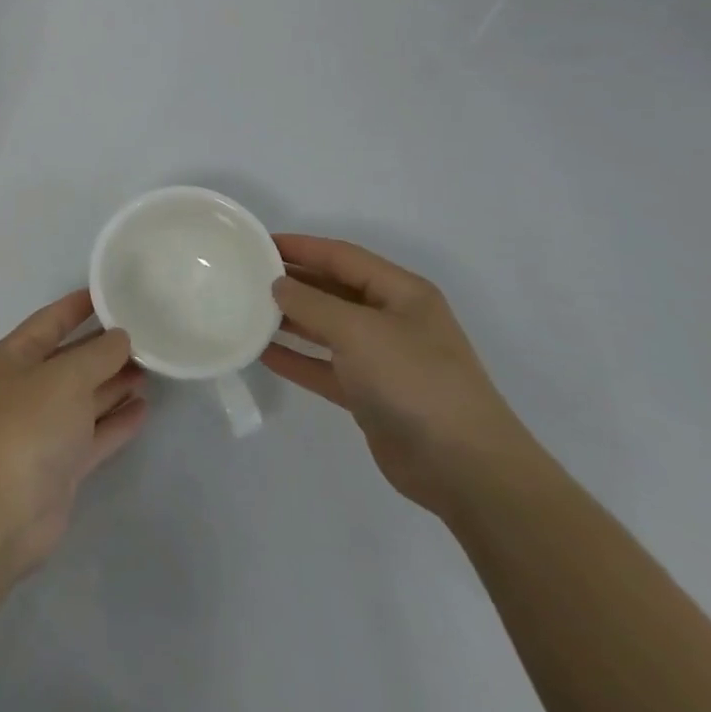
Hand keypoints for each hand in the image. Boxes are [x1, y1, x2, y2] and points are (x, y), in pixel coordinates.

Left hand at [0, 291, 148, 581]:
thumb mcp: (65, 377)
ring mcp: (45, 428)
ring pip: (86, 396)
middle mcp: (28, 388)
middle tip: (148, 334)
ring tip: (153, 367)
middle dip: (106, 348)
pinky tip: (144, 408)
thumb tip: (121, 337)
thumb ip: (97, 354)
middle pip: (72, 359)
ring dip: (115, 382)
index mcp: (15, 357)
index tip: (114, 293)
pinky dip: (117, 420)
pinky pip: (94, 432)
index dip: (79, 305)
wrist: (0, 513)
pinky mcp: (62, 464)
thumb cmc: (27, 427)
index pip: (51, 320)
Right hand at [260, 235, 537, 517]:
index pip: (342, 257)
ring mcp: (382, 359)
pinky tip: (263, 353)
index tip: (259, 242)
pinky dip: (297, 359)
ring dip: (290, 320)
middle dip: (293, 281)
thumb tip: (278, 285)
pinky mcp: (370, 395)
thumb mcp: (358, 331)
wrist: (464, 468)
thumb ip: (311, 304)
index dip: (301, 247)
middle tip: (246, 275)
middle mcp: (393, 320)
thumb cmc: (414, 381)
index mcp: (401, 293)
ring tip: (247, 310)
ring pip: (327, 329)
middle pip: (334, 290)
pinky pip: (325, 367)